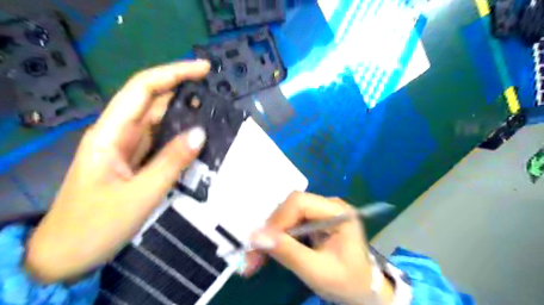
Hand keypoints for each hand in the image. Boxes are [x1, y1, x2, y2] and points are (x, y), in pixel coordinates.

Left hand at [26, 60, 211, 282]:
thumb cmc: (95, 226)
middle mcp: (119, 135)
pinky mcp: (136, 163)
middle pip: (153, 102)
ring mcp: (128, 150)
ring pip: (159, 123)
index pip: (143, 89)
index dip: (173, 74)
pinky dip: (181, 138)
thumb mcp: (138, 195)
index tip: (203, 70)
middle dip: (183, 92)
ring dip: (184, 115)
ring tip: (214, 115)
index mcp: (111, 134)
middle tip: (216, 94)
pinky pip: (162, 143)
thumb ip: (171, 162)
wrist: (67, 256)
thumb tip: (200, 133)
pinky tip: (198, 140)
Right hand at [245, 193, 393, 304]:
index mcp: (337, 212)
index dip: (277, 219)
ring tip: (255, 258)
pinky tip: (267, 252)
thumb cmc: (347, 282)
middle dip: (270, 231)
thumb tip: (256, 236)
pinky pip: (288, 223)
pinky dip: (276, 239)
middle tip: (252, 256)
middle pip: (289, 207)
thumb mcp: (317, 271)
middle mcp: (327, 206)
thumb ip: (288, 252)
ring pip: (285, 215)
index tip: (261, 243)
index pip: (300, 202)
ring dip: (269, 236)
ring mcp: (319, 212)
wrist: (363, 290)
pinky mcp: (312, 221)